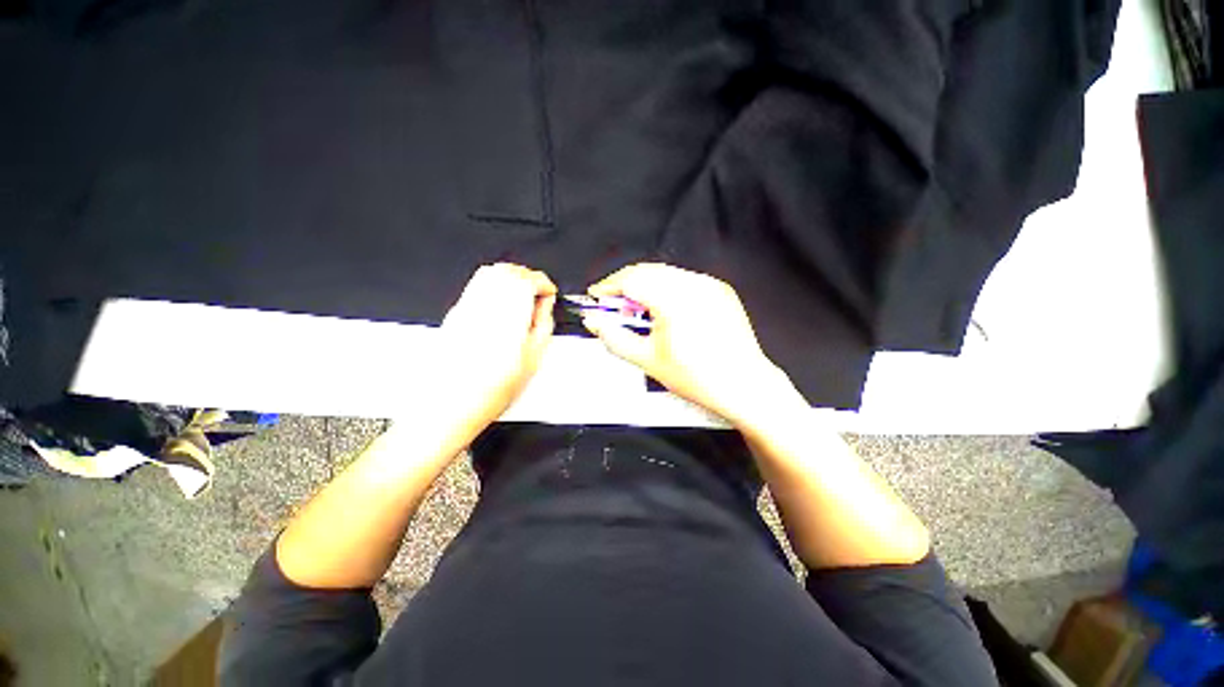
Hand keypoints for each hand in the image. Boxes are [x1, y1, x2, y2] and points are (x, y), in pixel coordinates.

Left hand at [432, 263, 555, 439]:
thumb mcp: (532, 359)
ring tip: (521, 295)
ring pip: (490, 272)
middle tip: (538, 292)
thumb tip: (545, 306)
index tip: (549, 292)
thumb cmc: (491, 389)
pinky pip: (476, 285)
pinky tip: (501, 303)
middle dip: (528, 276)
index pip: (528, 280)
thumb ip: (543, 325)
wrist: (451, 404)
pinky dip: (492, 284)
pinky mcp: (455, 313)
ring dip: (510, 277)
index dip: (543, 282)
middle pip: (508, 271)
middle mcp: (485, 305)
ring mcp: (466, 306)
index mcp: (507, 315)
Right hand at [583, 263, 798, 425]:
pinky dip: (667, 289)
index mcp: (673, 300)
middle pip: (647, 272)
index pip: (631, 279)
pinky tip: (665, 310)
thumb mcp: (647, 360)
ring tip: (639, 312)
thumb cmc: (697, 378)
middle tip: (615, 308)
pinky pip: (685, 280)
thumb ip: (615, 337)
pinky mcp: (720, 290)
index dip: (609, 286)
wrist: (743, 385)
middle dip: (626, 285)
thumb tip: (593, 322)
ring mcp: (710, 285)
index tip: (596, 296)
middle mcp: (693, 284)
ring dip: (646, 286)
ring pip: (666, 273)